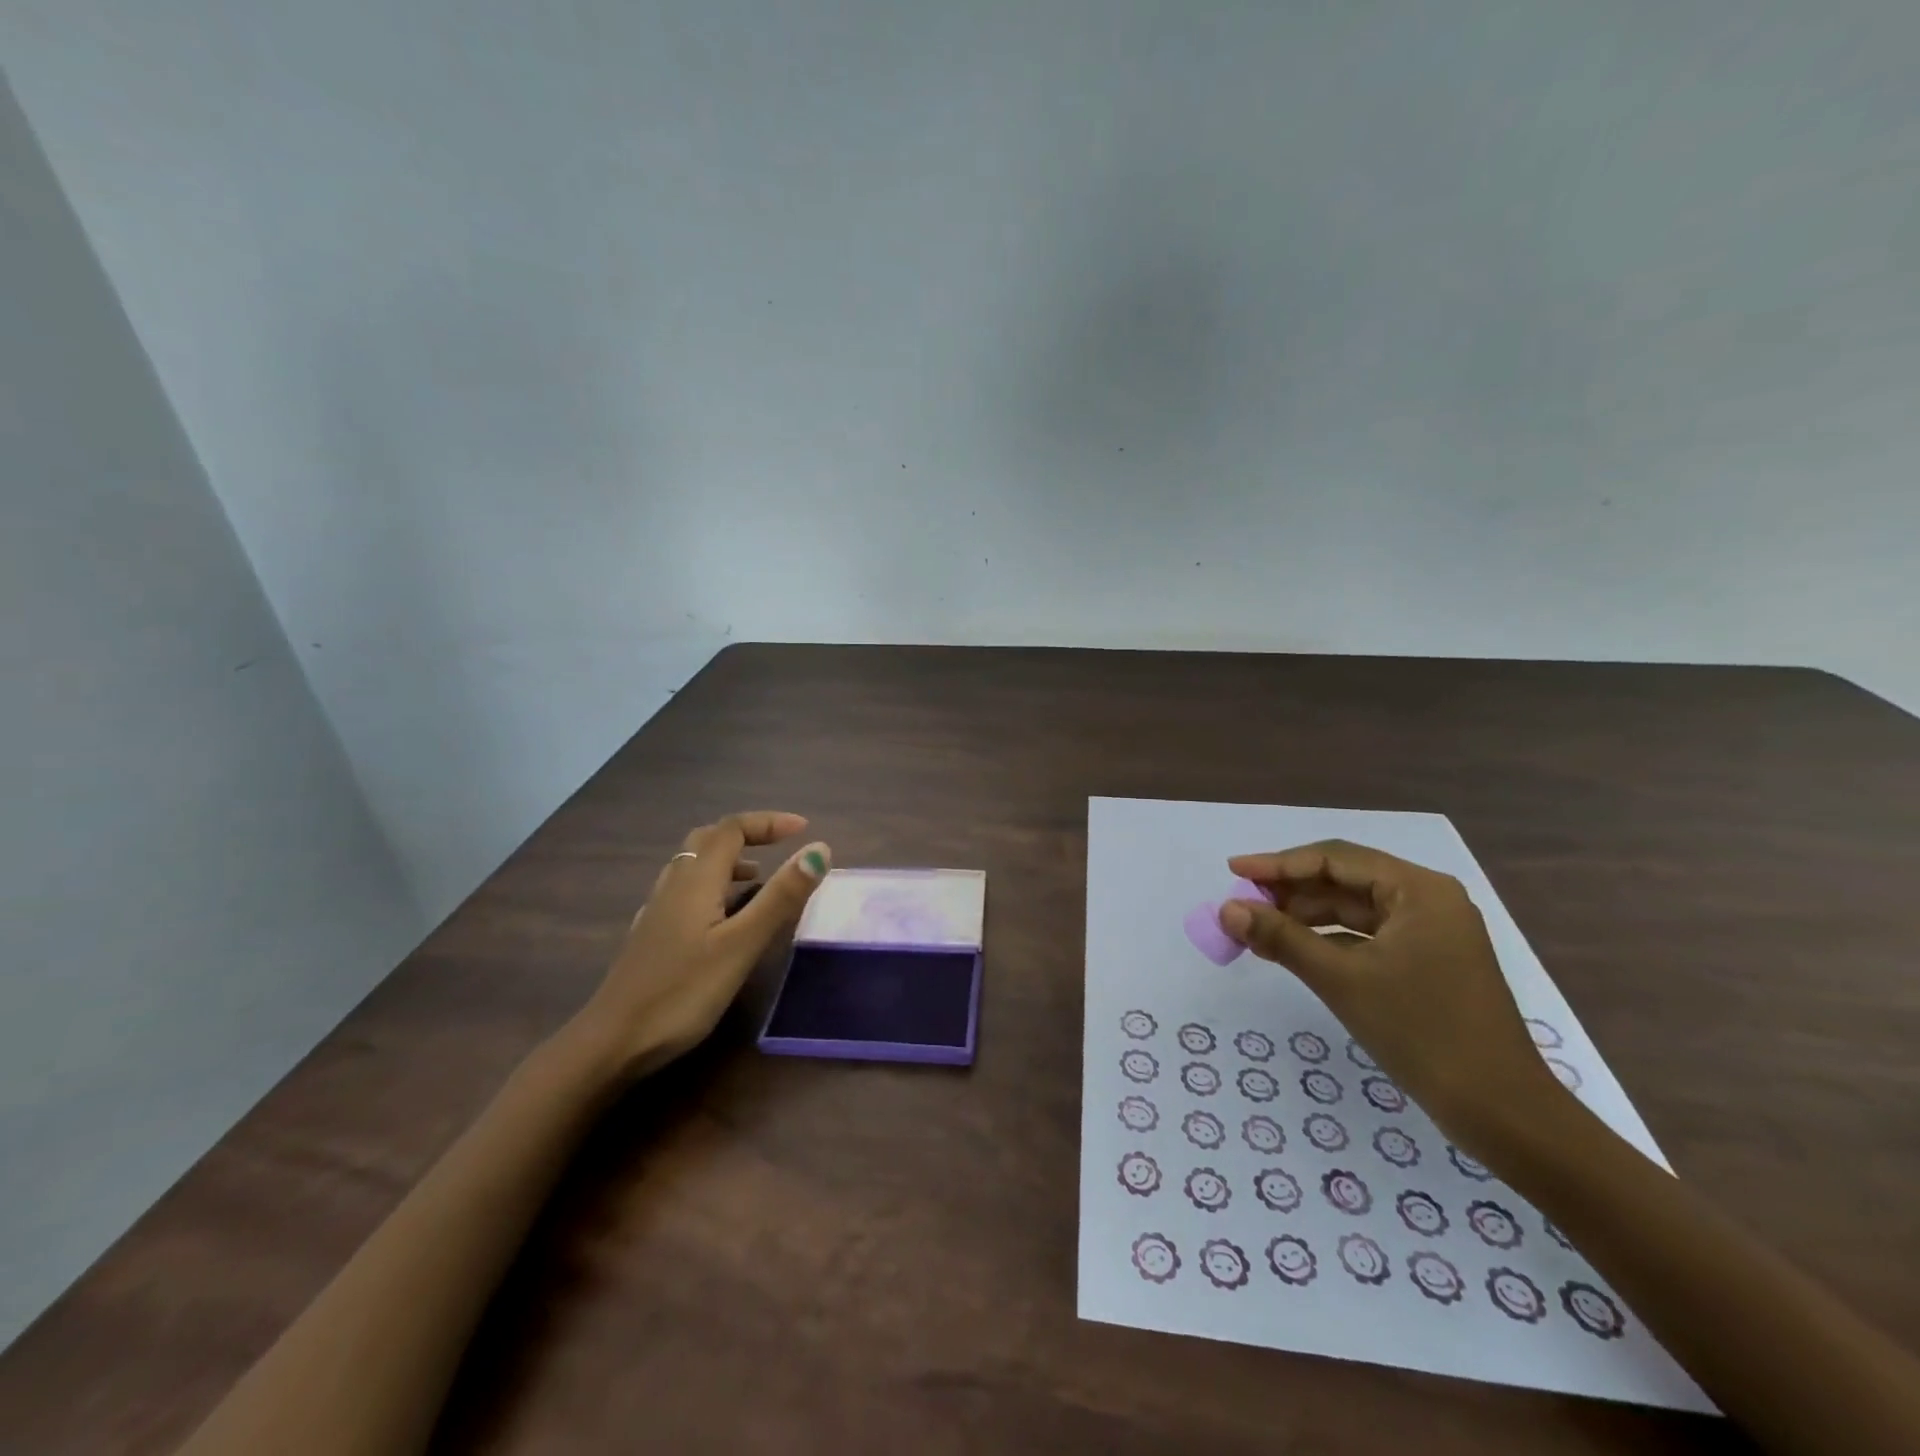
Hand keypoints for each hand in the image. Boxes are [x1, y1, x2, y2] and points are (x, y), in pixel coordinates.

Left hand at [569, 811, 829, 1079]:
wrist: (611, 1042)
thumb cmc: (682, 991)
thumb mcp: (742, 944)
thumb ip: (781, 896)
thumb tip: (819, 849)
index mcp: (696, 879)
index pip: (732, 828)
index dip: (768, 822)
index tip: (804, 829)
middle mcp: (674, 884)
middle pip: (709, 839)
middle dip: (748, 835)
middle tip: (781, 847)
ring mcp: (658, 910)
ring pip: (694, 866)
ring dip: (730, 860)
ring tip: (760, 880)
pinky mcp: (653, 934)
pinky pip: (686, 891)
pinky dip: (714, 886)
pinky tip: (723, 917)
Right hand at [1219, 840, 1560, 1150]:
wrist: (1501, 1112)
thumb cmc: (1422, 1032)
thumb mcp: (1341, 979)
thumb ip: (1280, 937)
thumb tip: (1226, 909)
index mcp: (1418, 890)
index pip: (1335, 858)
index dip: (1278, 863)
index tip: (1233, 870)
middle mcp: (1427, 900)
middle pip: (1344, 880)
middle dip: (1289, 891)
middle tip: (1240, 904)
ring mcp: (1430, 932)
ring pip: (1352, 909)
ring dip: (1304, 916)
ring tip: (1256, 928)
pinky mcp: (1427, 962)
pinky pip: (1365, 936)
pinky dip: (1327, 940)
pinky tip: (1292, 950)